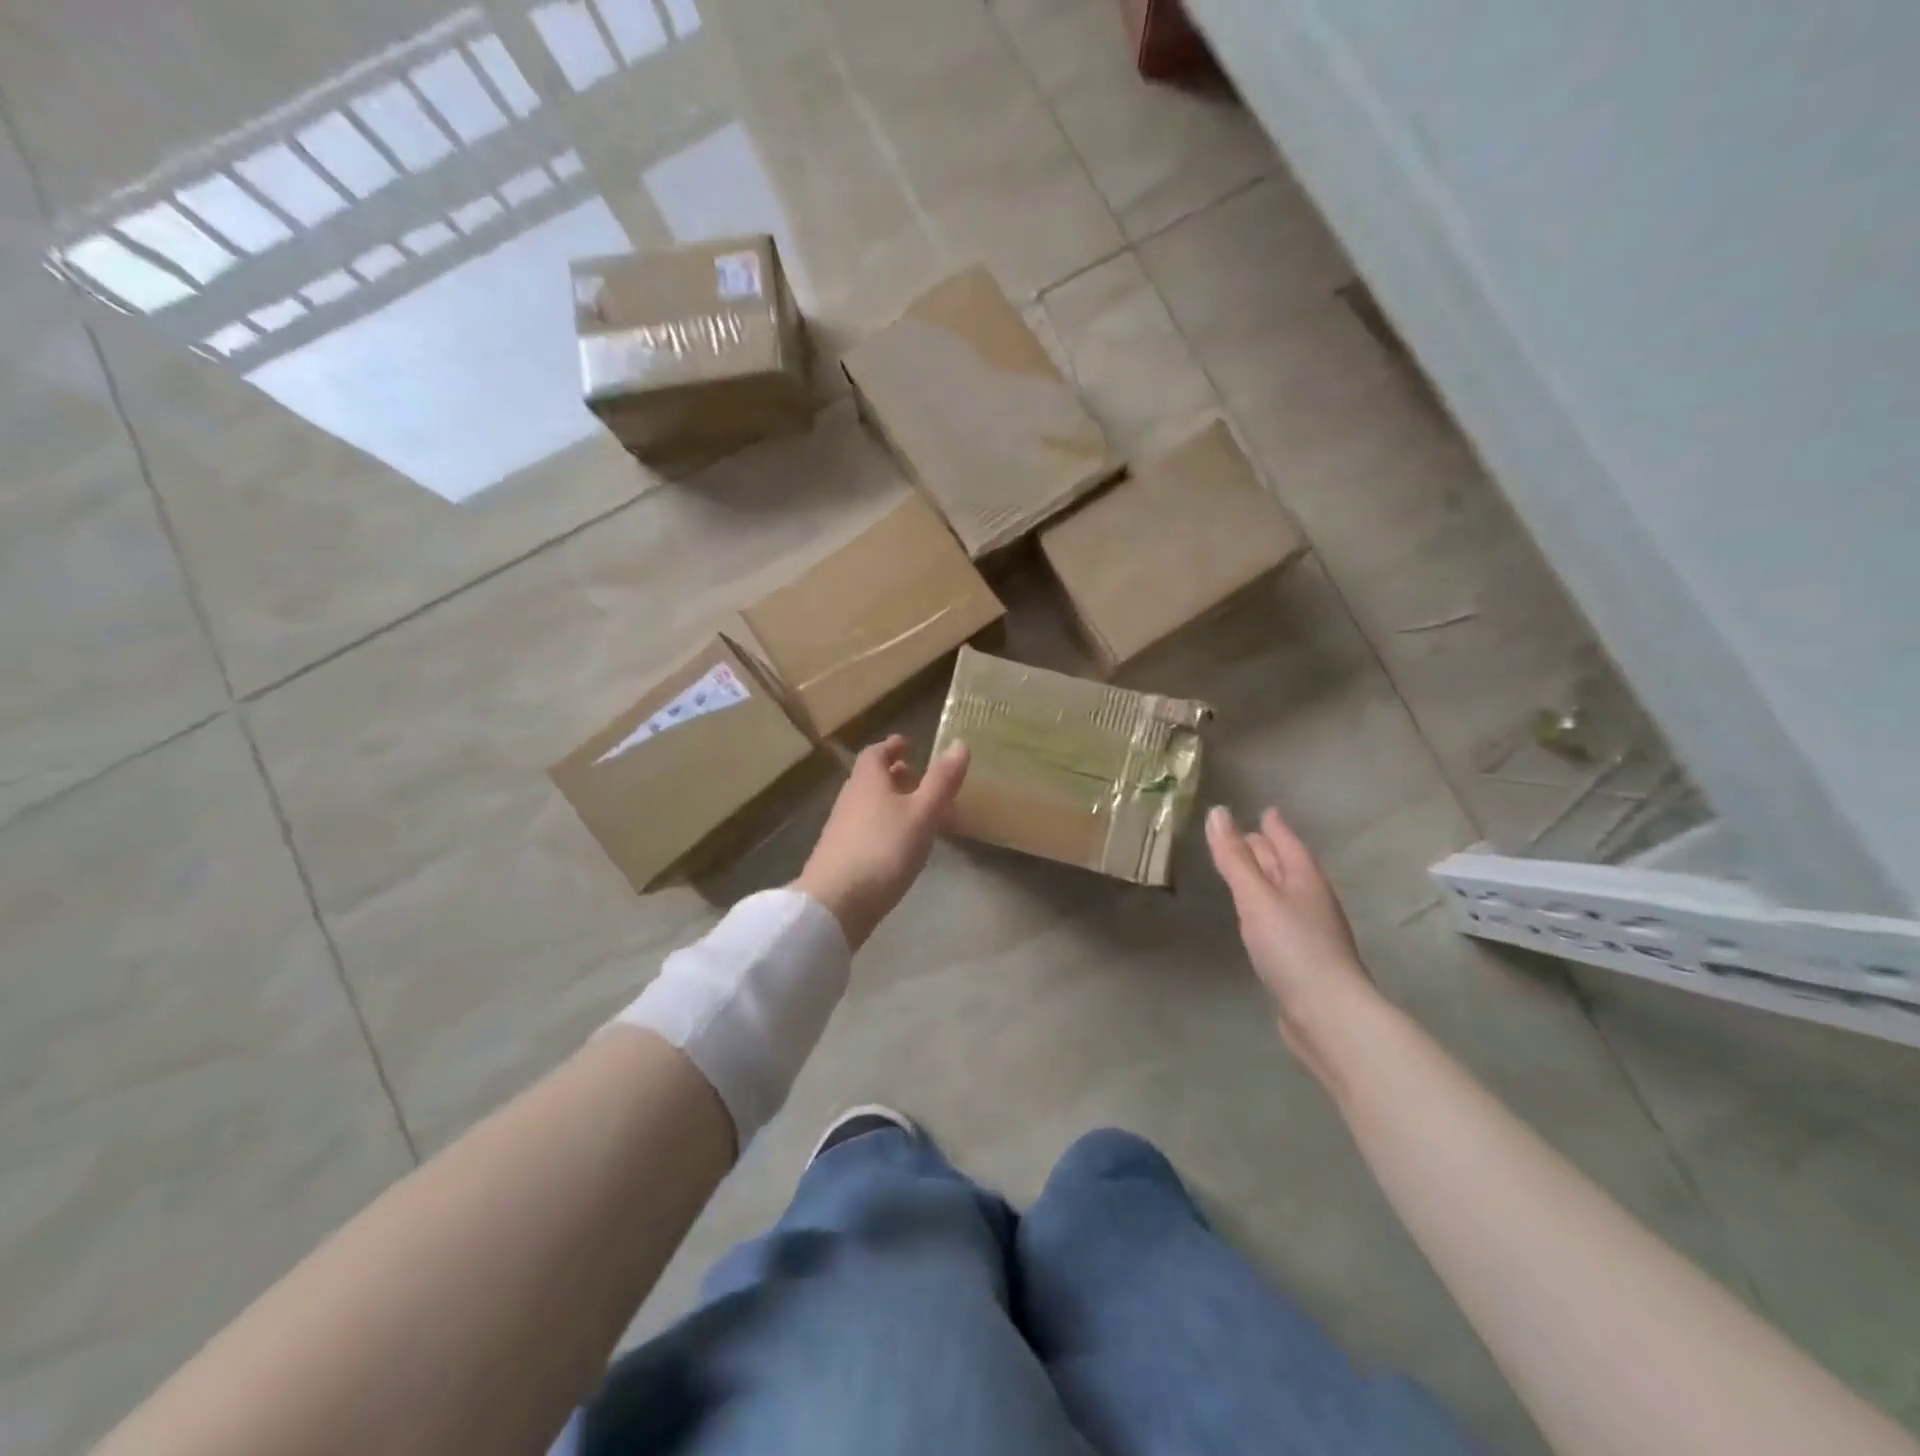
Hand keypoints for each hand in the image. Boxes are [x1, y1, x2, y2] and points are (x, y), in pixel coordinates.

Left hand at [794, 736, 969, 950]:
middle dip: (897, 776)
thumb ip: (941, 781)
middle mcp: (851, 798)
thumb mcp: (922, 813)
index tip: (909, 745)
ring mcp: (843, 828)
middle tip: (921, 779)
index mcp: (867, 780)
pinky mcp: (842, 855)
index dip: (893, 747)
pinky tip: (903, 845)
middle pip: (873, 779)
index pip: (877, 752)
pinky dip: (888, 826)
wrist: (835, 903)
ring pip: (871, 805)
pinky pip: (869, 829)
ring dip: (894, 802)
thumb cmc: (883, 850)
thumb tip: (960, 743)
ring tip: (921, 813)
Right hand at [1206, 805, 1378, 1073]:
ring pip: (1285, 893)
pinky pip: (1282, 919)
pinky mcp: (1304, 959)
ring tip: (1246, 871)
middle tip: (1244, 835)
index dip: (1275, 826)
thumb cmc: (1292, 948)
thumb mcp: (1256, 898)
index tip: (1265, 810)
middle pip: (1288, 866)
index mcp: (1305, 880)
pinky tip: (1257, 918)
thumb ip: (1234, 858)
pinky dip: (1267, 908)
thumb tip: (1217, 812)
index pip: (1288, 843)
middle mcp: (1312, 900)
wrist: (1328, 1016)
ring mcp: (1311, 932)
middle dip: (1268, 849)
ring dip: (1267, 878)